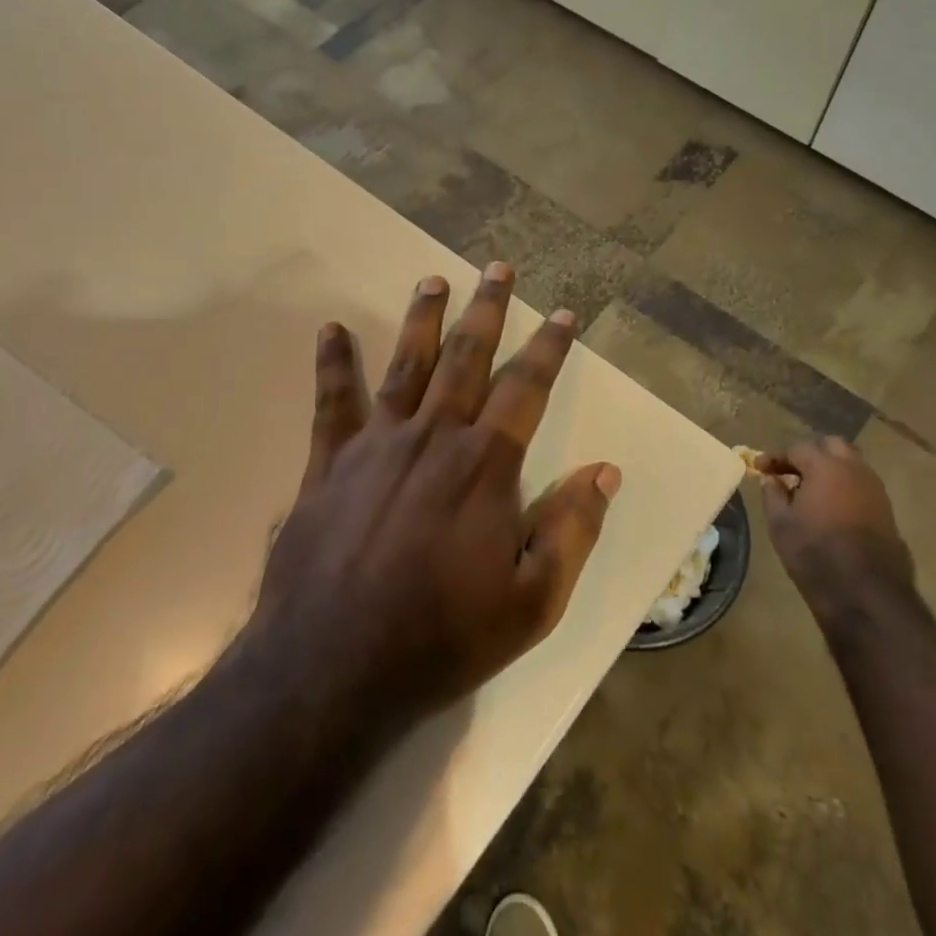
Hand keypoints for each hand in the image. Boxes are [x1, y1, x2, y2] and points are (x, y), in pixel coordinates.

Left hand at [250, 263, 621, 733]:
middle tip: (498, 268)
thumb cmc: (443, 637)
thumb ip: (572, 530)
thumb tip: (606, 470)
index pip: (527, 388)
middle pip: (466, 357)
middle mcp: (434, 436)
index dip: (549, 348)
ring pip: (407, 364)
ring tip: (433, 278)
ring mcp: (377, 443)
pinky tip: (333, 330)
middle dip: (487, 310)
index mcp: (486, 465)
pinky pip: (332, 401)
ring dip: (423, 318)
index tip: (564, 314)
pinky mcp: (329, 462)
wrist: (332, 667)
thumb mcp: (533, 602)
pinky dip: (334, 362)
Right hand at [756, 437, 914, 629]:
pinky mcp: (886, 510)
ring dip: (829, 469)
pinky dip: (843, 486)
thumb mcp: (780, 524)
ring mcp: (875, 490)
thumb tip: (772, 479)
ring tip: (809, 489)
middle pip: (831, 446)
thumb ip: (773, 494)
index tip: (759, 468)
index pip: (797, 448)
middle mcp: (855, 470)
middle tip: (789, 471)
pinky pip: (861, 485)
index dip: (776, 457)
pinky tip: (830, 506)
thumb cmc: (815, 554)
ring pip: (851, 464)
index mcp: (826, 467)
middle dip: (809, 454)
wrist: (866, 593)